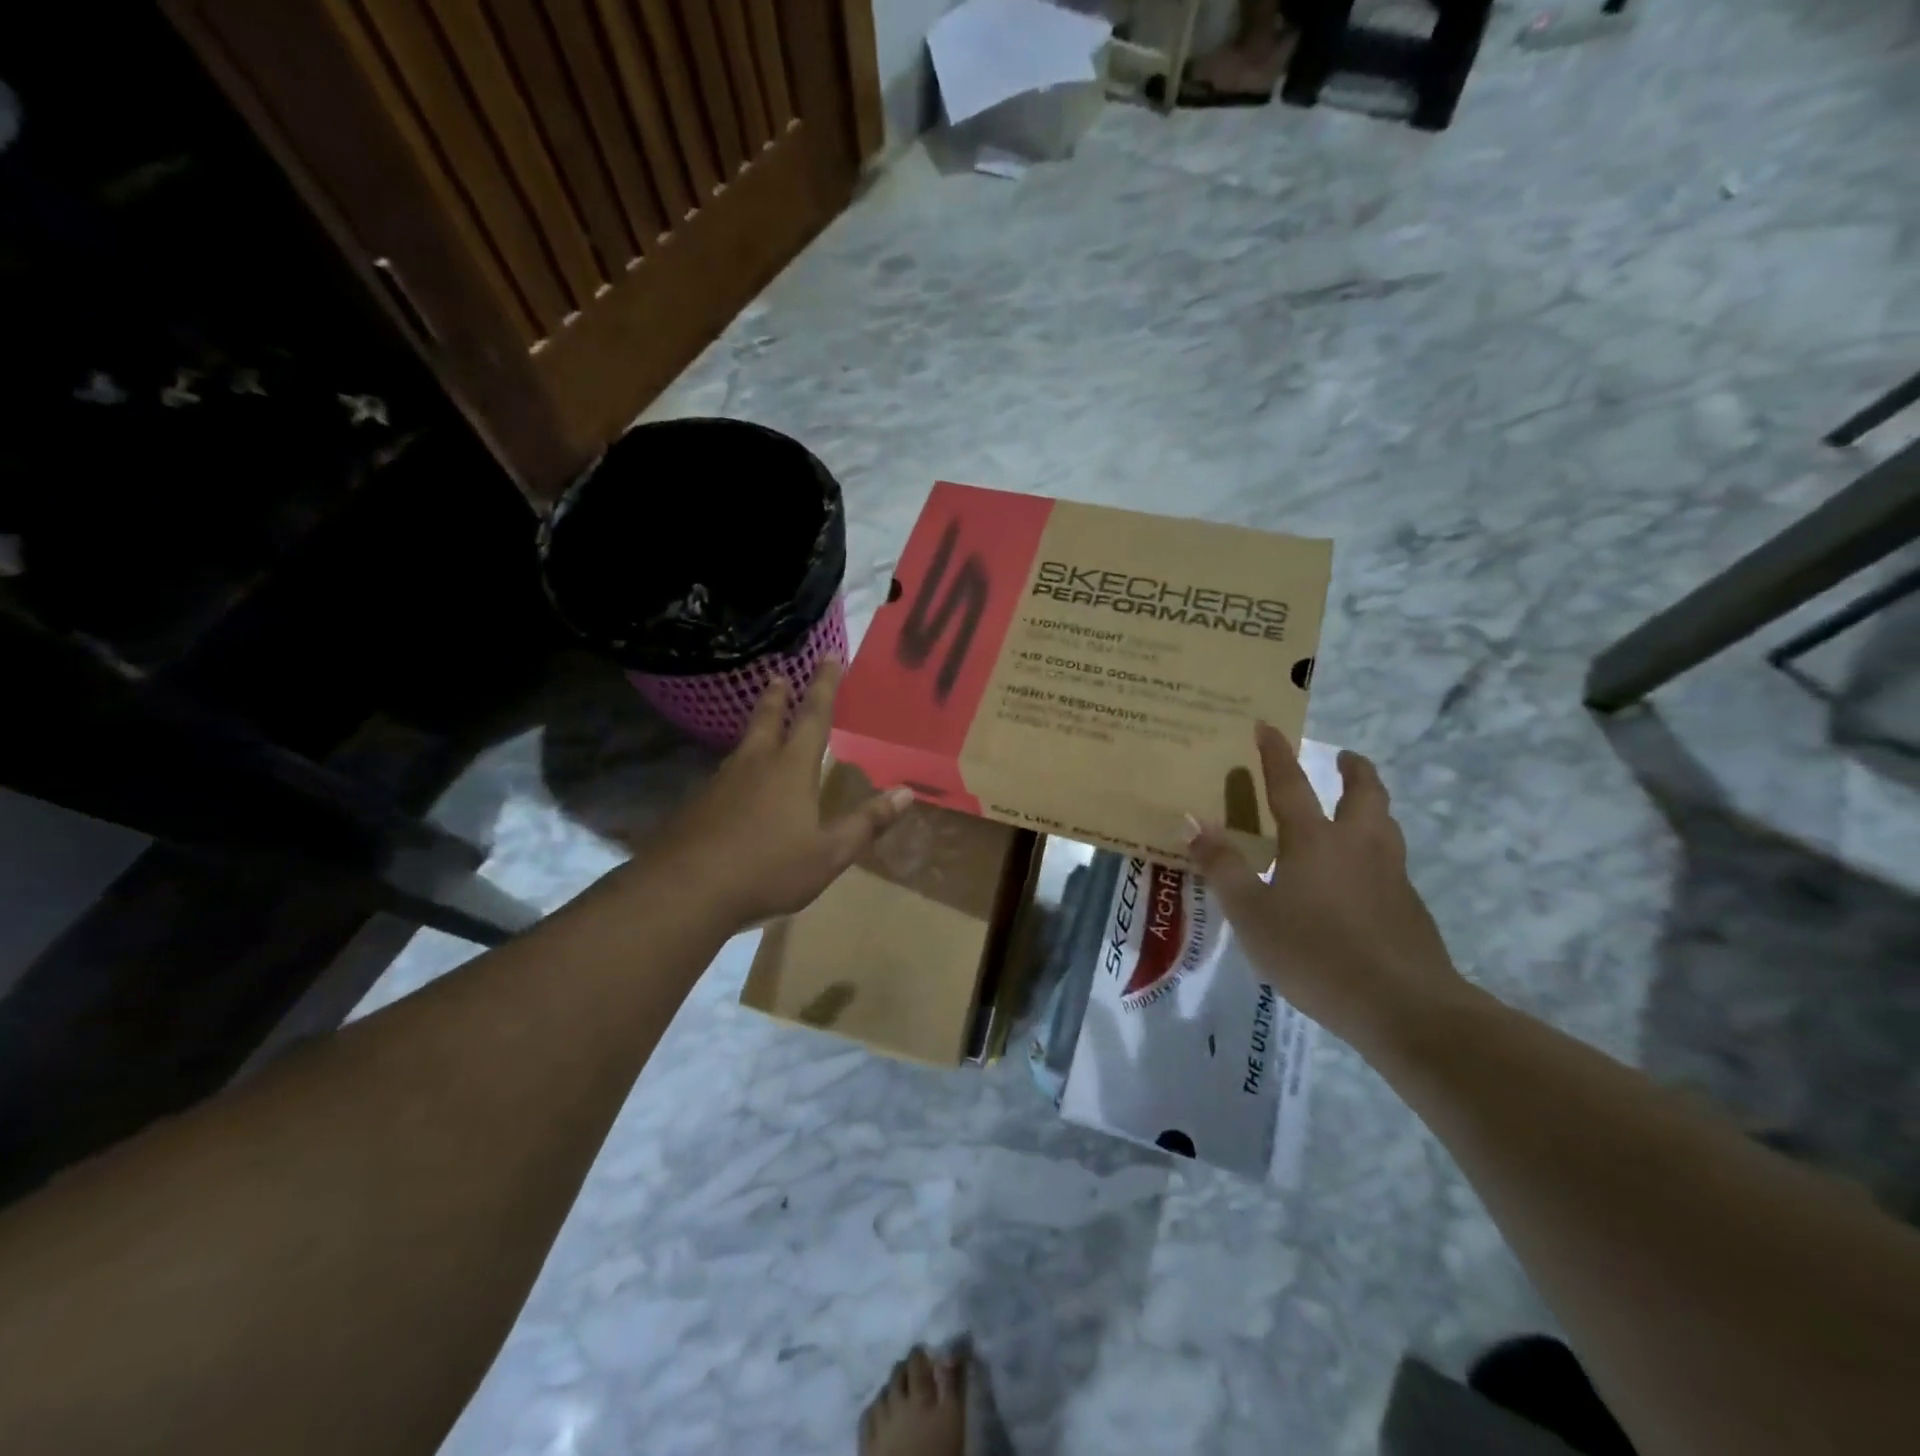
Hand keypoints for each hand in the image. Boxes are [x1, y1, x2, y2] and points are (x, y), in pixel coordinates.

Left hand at [662, 660, 912, 931]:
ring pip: (744, 744)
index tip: (827, 657)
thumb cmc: (768, 868)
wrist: (686, 890)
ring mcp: (722, 783)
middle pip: (767, 719)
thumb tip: (907, 792)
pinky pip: (726, 774)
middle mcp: (755, 764)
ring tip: (761, 722)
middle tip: (779, 674)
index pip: (813, 716)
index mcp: (791, 768)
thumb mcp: (829, 853)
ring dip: (756, 725)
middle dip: (778, 696)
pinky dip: (738, 764)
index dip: (824, 686)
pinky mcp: (699, 804)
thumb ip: (867, 822)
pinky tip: (735, 783)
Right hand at [1185, 725, 1467, 1053]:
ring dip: (1371, 806)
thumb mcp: (1251, 913)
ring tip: (1356, 810)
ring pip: (1385, 825)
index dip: (1275, 754)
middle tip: (1344, 758)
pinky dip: (1375, 853)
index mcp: (1315, 840)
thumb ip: (1222, 866)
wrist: (1402, 1006)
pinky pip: (1390, 864)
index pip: (1290, 784)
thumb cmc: (1314, 952)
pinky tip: (1360, 880)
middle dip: (1353, 770)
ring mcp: (1390, 876)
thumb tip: (1192, 821)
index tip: (1268, 725)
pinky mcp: (1409, 908)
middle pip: (1364, 793)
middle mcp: (1358, 845)